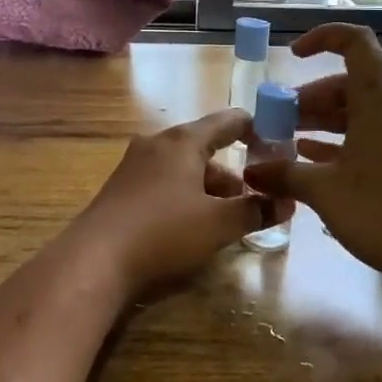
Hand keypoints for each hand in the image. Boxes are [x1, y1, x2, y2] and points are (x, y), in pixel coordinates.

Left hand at [70, 109, 287, 296]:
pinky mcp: (121, 188)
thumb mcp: (217, 224)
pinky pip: (164, 181)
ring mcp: (135, 164)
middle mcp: (157, 143)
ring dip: (208, 187)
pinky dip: (185, 194)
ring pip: (184, 167)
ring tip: (226, 217)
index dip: (256, 129)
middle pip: (205, 147)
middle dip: (232, 172)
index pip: (228, 121)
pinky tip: (191, 224)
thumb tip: (288, 202)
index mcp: (183, 141)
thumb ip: (255, 210)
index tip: (278, 143)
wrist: (94, 260)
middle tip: (255, 197)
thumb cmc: (163, 232)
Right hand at [242, 24, 381, 289]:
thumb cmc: (380, 213)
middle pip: (349, 84)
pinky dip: (338, 142)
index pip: (356, 44)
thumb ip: (283, 174)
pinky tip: (311, 160)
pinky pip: (367, 137)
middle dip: (310, 96)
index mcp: (379, 104)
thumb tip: (251, 170)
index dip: (323, 38)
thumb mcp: (323, 191)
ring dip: (322, 120)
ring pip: (357, 113)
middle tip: (279, 119)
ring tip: (288, 139)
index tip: (293, 56)